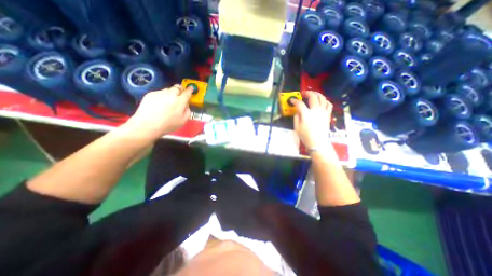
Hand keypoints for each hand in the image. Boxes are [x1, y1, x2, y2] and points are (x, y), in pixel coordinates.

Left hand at [125, 84, 192, 141]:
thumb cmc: (167, 125)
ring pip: (168, 89)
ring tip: (169, 100)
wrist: (147, 125)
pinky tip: (159, 103)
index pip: (187, 93)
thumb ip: (187, 111)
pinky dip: (162, 95)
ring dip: (171, 92)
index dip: (190, 90)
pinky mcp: (150, 94)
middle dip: (180, 89)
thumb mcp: (183, 121)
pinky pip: (159, 92)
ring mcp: (159, 93)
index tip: (191, 88)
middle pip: (177, 87)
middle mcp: (170, 95)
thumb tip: (186, 106)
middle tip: (180, 94)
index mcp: (180, 102)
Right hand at [289, 91, 331, 149]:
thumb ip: (296, 117)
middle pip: (313, 97)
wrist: (318, 142)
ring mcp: (323, 112)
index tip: (292, 100)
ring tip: (313, 94)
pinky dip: (325, 101)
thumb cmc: (305, 136)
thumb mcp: (297, 127)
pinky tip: (322, 101)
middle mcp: (315, 110)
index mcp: (306, 114)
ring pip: (322, 98)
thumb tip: (297, 111)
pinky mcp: (328, 115)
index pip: (300, 103)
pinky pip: (329, 104)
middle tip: (304, 93)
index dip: (295, 100)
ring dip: (317, 94)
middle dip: (307, 93)